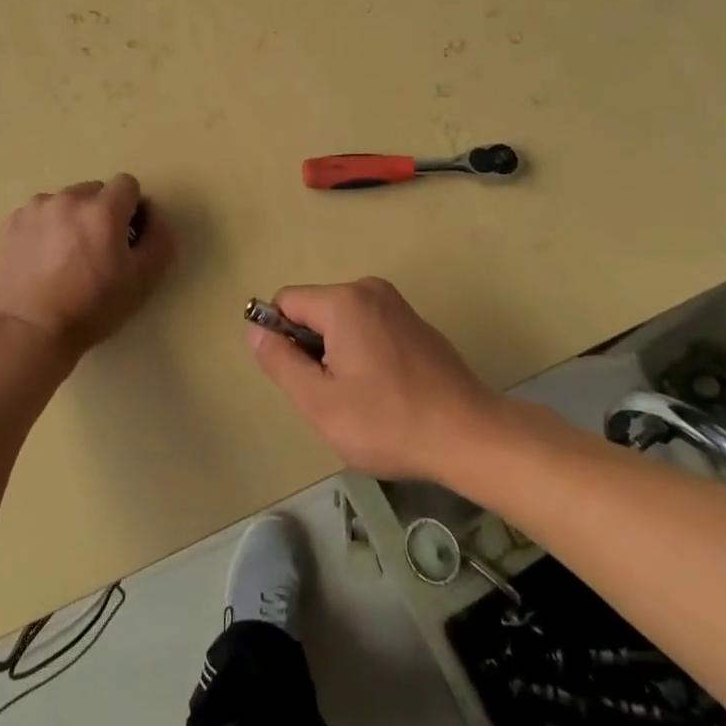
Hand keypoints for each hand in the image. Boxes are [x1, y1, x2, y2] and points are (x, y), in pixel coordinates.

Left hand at [0, 174, 173, 360]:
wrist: (27, 332)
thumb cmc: (91, 308)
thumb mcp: (143, 280)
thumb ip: (159, 238)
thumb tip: (152, 215)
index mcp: (103, 210)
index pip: (128, 185)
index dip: (131, 209)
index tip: (125, 238)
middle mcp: (69, 199)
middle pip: (95, 192)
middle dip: (101, 214)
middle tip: (95, 251)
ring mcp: (36, 208)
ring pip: (65, 202)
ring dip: (72, 219)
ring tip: (64, 258)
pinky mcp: (12, 222)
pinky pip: (39, 214)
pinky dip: (45, 229)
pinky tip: (41, 260)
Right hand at [247, 278, 496, 480]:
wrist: (470, 436)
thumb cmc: (388, 422)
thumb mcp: (319, 401)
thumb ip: (280, 361)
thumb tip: (255, 330)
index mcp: (344, 301)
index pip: (286, 302)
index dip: (280, 339)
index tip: (299, 378)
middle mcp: (370, 290)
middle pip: (315, 311)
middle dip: (312, 350)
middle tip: (331, 396)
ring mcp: (397, 305)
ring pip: (342, 322)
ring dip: (337, 355)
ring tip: (360, 399)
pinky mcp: (416, 324)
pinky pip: (369, 329)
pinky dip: (364, 354)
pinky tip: (385, 393)